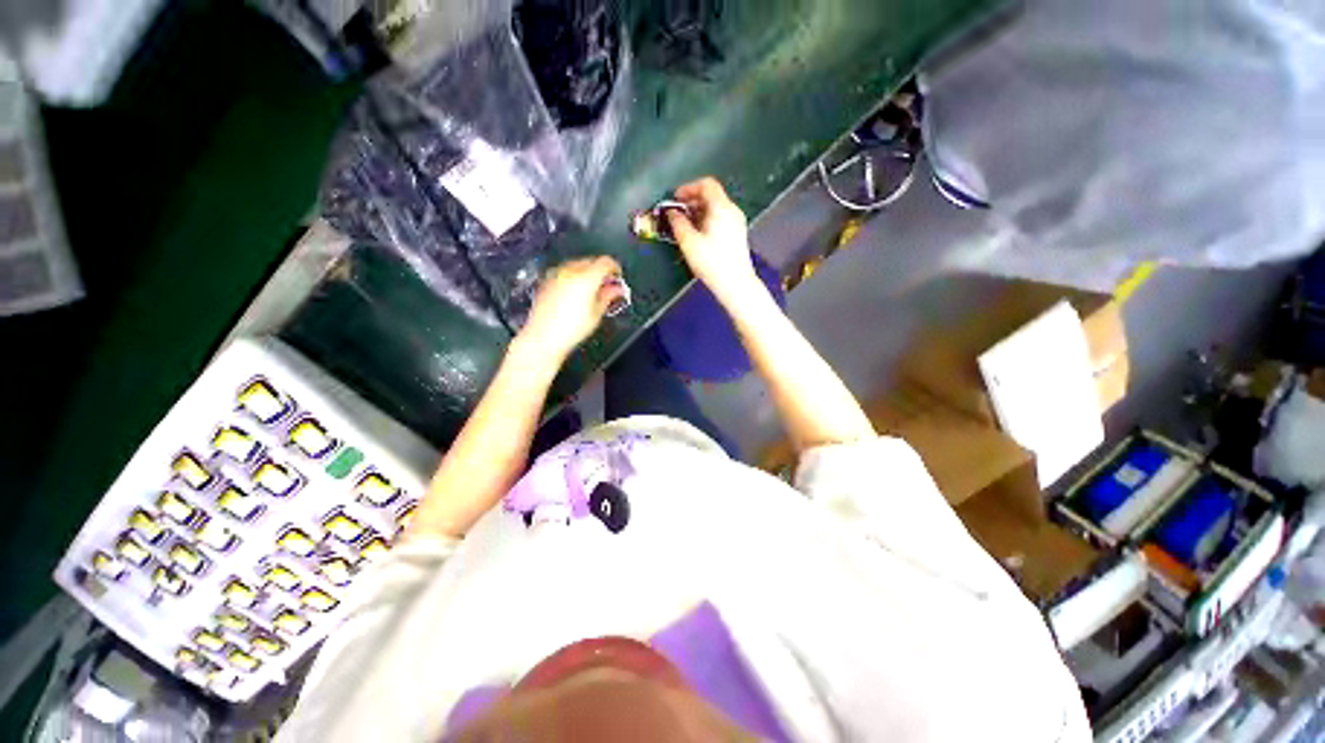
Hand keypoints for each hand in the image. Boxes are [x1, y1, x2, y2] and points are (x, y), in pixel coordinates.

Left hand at [518, 256, 623, 361]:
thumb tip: (616, 289)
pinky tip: (577, 294)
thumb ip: (609, 296)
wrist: (543, 337)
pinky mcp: (547, 281)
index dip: (615, 268)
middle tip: (607, 286)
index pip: (606, 262)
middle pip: (591, 261)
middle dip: (601, 271)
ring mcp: (557, 275)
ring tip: (592, 291)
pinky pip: (565, 273)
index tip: (617, 277)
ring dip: (587, 274)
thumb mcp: (597, 314)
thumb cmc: (569, 329)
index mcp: (587, 277)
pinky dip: (574, 278)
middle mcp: (571, 271)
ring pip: (577, 265)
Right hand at [667, 177, 762, 303]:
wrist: (735, 284)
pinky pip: (720, 219)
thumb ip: (678, 223)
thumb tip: (671, 213)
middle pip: (711, 196)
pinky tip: (697, 236)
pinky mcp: (737, 235)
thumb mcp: (689, 242)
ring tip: (684, 226)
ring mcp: (737, 223)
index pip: (706, 184)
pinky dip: (707, 221)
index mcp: (722, 208)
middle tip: (677, 213)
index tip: (675, 198)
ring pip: (715, 209)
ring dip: (698, 213)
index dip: (688, 188)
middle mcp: (732, 211)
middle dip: (692, 202)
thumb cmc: (712, 263)